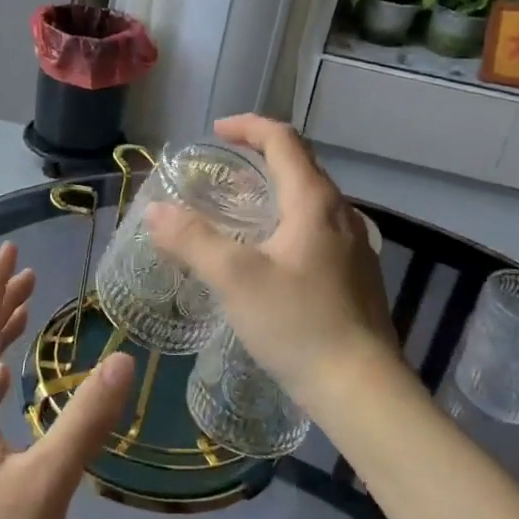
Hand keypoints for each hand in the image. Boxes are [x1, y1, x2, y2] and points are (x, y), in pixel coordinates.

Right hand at [148, 114, 399, 408]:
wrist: (363, 391)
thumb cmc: (299, 324)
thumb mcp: (235, 279)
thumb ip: (192, 240)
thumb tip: (156, 211)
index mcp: (315, 201)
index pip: (283, 140)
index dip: (248, 127)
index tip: (215, 132)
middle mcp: (340, 214)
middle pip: (300, 165)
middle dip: (260, 155)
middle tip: (222, 168)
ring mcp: (354, 246)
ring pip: (310, 199)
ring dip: (275, 189)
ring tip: (239, 210)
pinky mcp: (356, 275)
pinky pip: (317, 228)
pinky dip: (287, 220)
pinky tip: (268, 255)